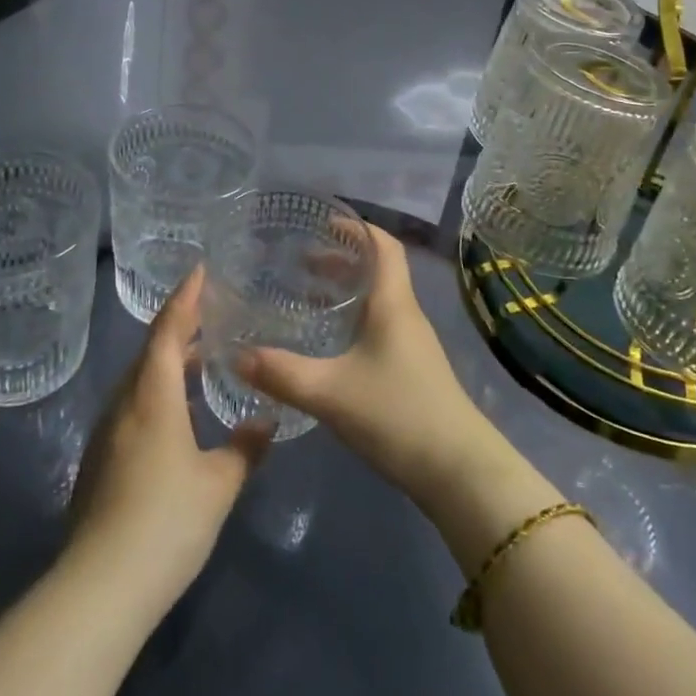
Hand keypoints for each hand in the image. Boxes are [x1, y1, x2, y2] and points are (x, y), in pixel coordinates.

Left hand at [66, 266, 270, 612]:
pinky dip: (157, 392)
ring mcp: (107, 432)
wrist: (99, 588)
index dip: (186, 296)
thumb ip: (245, 447)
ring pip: (140, 380)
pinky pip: (132, 406)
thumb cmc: (166, 521)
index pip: (168, 328)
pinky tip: (178, 415)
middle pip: (151, 350)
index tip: (200, 269)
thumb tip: (265, 420)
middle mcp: (125, 402)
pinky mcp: (99, 460)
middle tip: (210, 314)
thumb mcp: (219, 484)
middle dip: (179, 327)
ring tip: (200, 361)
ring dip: (168, 363)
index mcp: (153, 394)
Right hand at [236, 225, 496, 502]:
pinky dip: (353, 321)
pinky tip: (329, 345)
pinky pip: (379, 327)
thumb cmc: (397, 414)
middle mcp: (405, 314)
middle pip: (378, 270)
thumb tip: (237, 354)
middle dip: (341, 259)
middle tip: (301, 260)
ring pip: (378, 301)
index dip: (356, 228)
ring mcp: (412, 344)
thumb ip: (282, 373)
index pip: (383, 245)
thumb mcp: (330, 392)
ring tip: (307, 296)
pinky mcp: (412, 371)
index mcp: (393, 302)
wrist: (458, 473)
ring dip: (346, 292)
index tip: (323, 222)